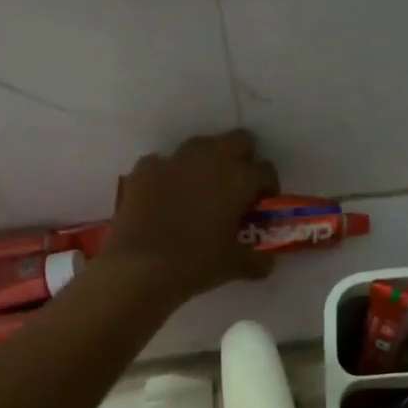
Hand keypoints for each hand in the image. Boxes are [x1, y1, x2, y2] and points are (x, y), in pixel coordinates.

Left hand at [103, 131, 279, 301]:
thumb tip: (267, 261)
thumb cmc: (196, 264)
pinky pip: (163, 162)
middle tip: (237, 186)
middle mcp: (210, 159)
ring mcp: (174, 159)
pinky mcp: (144, 168)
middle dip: (243, 158)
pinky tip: (165, 196)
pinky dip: (169, 174)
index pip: (265, 170)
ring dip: (207, 160)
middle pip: (239, 139)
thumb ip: (257, 260)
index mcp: (239, 179)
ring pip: (201, 145)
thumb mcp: (235, 265)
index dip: (268, 186)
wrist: (139, 268)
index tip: (261, 203)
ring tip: (201, 188)